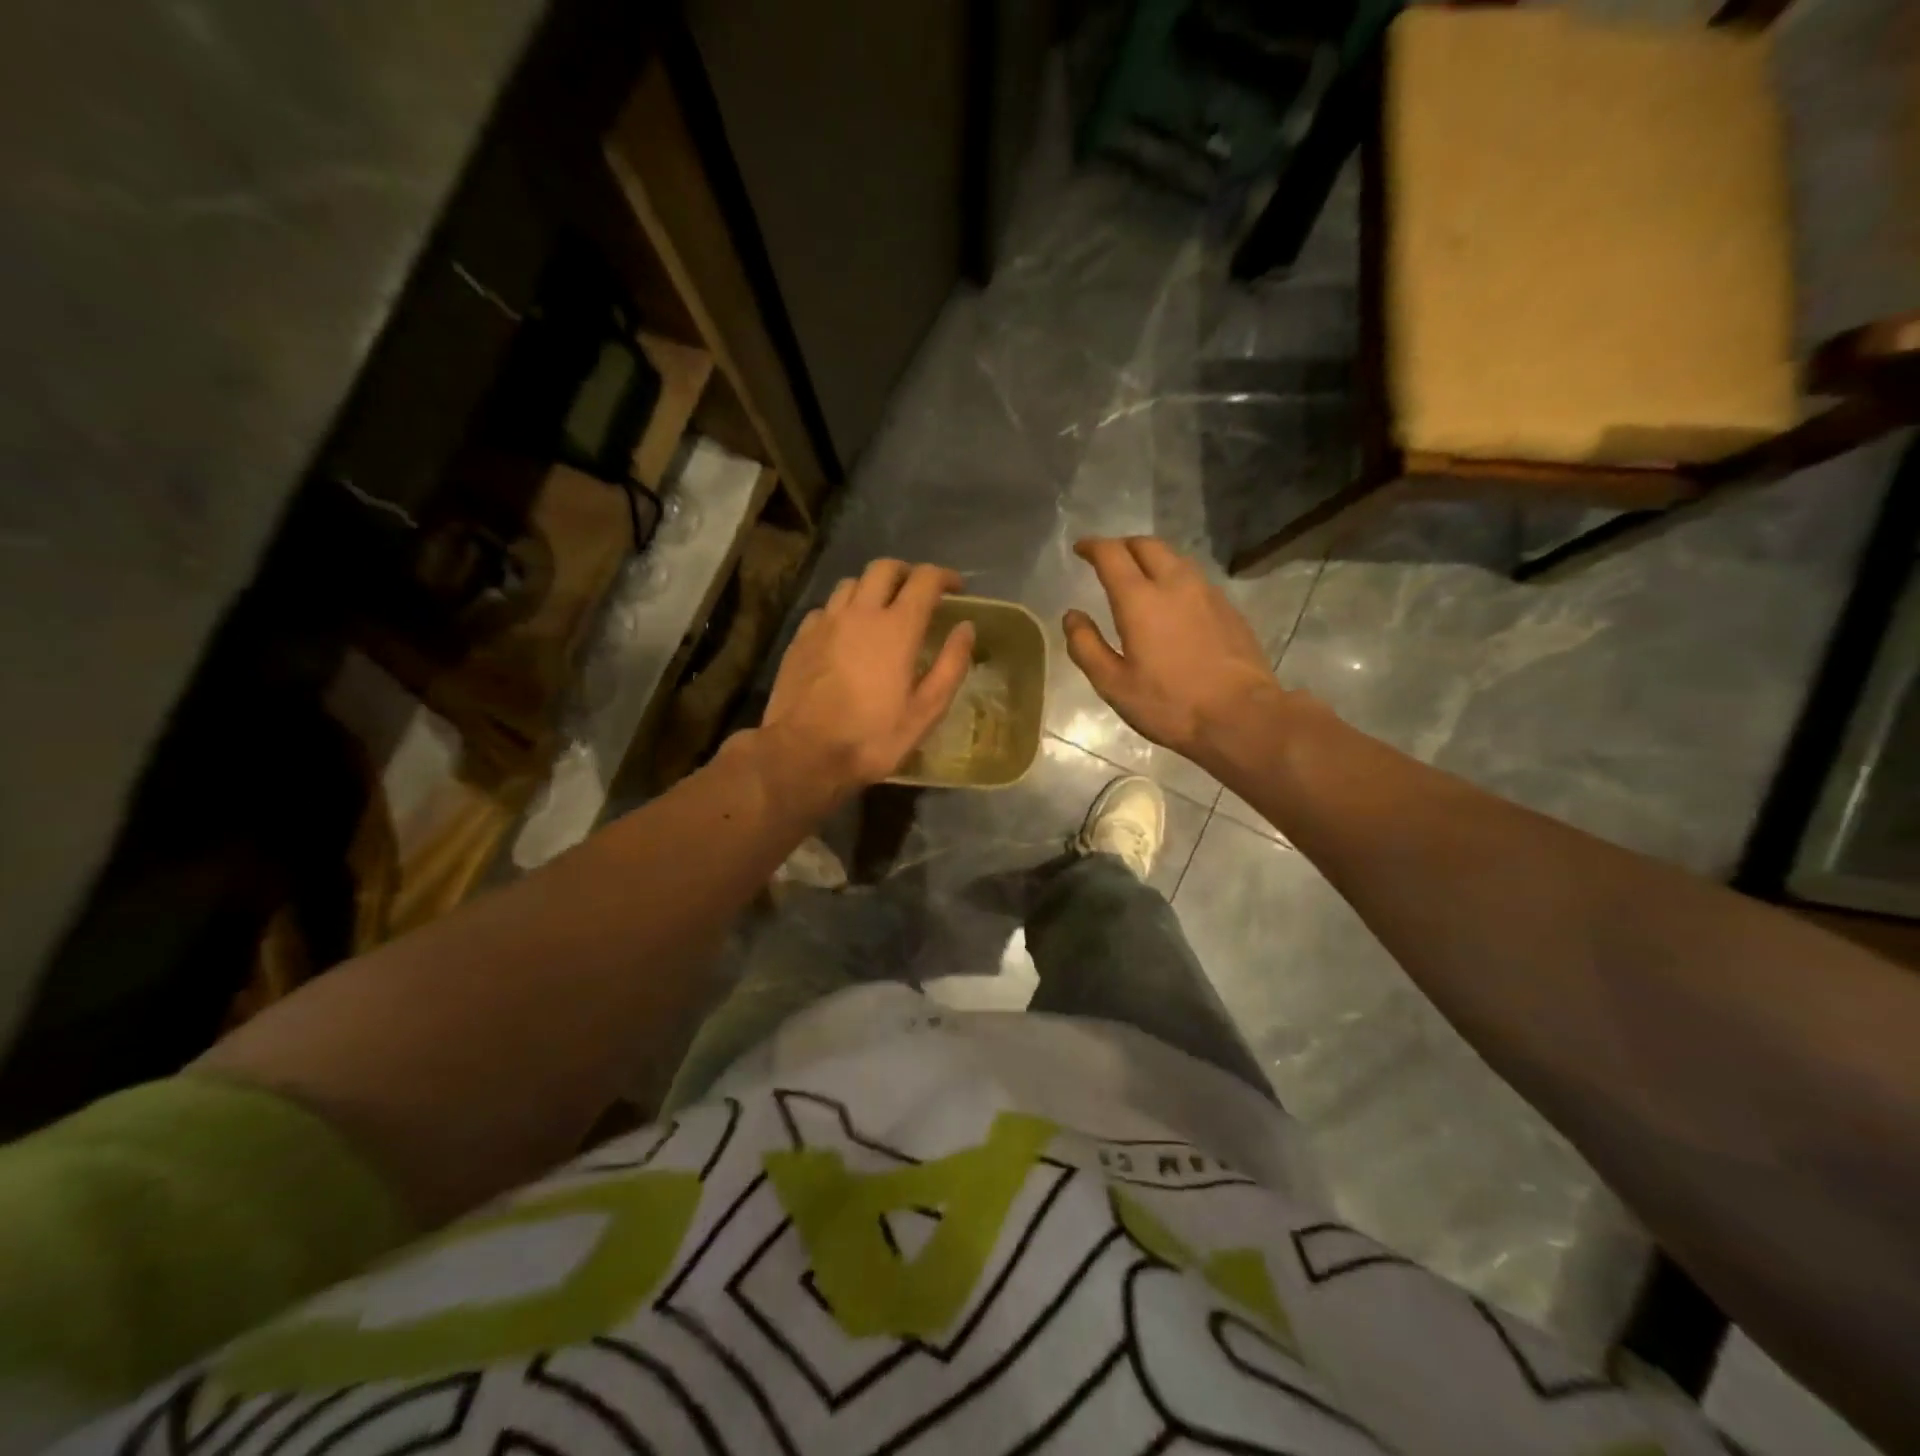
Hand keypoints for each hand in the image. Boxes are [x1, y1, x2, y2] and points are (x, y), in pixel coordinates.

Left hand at [761, 559, 974, 799]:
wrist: (803, 752)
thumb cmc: (872, 737)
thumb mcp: (926, 711)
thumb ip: (951, 665)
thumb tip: (966, 628)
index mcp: (897, 628)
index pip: (924, 579)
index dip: (944, 577)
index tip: (956, 588)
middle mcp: (860, 612)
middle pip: (884, 568)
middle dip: (907, 573)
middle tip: (919, 593)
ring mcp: (826, 622)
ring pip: (851, 583)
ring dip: (872, 587)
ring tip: (882, 610)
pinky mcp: (801, 637)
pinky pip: (827, 608)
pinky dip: (844, 610)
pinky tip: (846, 633)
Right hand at [1064, 537, 1287, 768]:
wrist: (1241, 715)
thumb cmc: (1170, 703)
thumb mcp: (1113, 684)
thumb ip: (1086, 646)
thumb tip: (1072, 616)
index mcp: (1140, 599)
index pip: (1112, 554)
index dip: (1092, 546)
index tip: (1080, 549)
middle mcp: (1175, 584)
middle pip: (1147, 545)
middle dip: (1123, 545)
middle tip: (1108, 559)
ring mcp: (1207, 593)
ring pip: (1175, 558)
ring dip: (1151, 558)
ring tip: (1139, 576)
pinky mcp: (1228, 608)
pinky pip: (1195, 578)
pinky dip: (1174, 577)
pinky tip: (1172, 601)